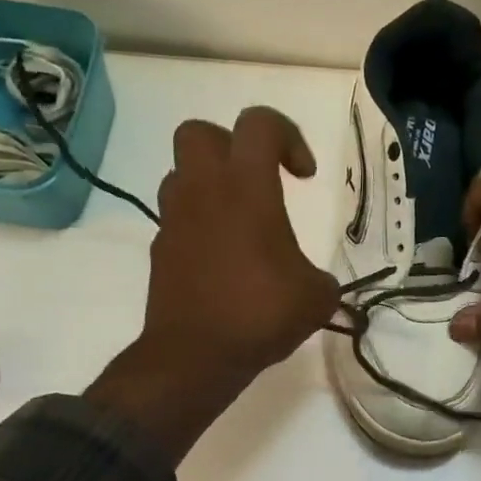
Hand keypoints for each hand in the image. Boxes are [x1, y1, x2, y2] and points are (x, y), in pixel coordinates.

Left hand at [87, 107, 338, 460]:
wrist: (195, 356)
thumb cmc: (261, 314)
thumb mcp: (316, 296)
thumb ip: (319, 276)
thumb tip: (311, 281)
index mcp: (246, 188)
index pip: (259, 124)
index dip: (288, 137)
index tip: (304, 176)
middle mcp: (203, 191)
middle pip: (200, 132)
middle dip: (231, 146)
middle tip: (257, 181)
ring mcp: (174, 220)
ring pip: (181, 174)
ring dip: (210, 186)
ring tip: (239, 223)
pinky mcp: (160, 250)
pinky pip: (178, 219)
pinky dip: (200, 226)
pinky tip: (223, 261)